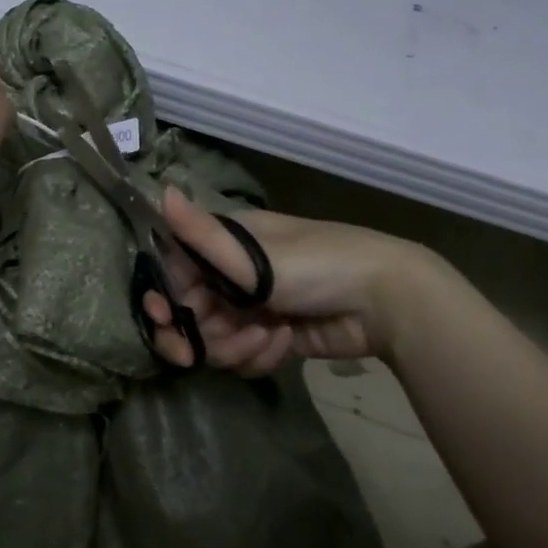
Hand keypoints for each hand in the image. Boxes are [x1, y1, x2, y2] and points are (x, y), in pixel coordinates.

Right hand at [142, 189, 435, 372]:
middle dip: (199, 335)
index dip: (164, 300)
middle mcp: (232, 275)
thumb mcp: (254, 252)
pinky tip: (284, 342)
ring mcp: (252, 309)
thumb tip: (162, 191)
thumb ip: (202, 233)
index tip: (164, 320)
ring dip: (234, 346)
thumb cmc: (316, 265)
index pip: (175, 275)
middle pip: (191, 315)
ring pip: (215, 341)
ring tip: (266, 337)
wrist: (385, 302)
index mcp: (225, 245)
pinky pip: (244, 356)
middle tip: (196, 354)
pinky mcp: (271, 338)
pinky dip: (259, 355)